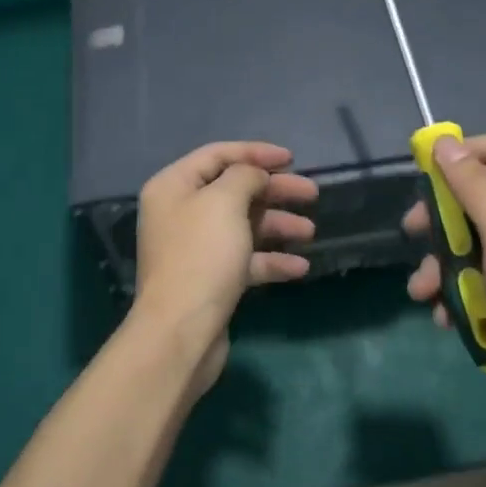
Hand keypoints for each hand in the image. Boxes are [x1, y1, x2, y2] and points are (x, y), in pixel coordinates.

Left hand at [130, 141, 317, 388]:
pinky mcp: (210, 279)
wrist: (181, 333)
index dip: (255, 153)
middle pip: (235, 190)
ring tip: (310, 231)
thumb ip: (245, 176)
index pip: (218, 155)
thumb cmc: (202, 256)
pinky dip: (271, 259)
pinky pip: (245, 259)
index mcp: (174, 186)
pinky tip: (300, 267)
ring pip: (243, 225)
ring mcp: (195, 248)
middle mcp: (181, 212)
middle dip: (274, 191)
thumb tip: (254, 176)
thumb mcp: (225, 201)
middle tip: (311, 193)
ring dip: (278, 225)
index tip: (291, 159)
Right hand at [403, 134, 485, 407]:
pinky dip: (464, 295)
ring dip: (446, 266)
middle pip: (484, 199)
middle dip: (444, 219)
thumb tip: (446, 143)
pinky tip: (447, 319)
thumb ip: (472, 183)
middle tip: (414, 232)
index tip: (428, 171)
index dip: (465, 152)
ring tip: (422, 292)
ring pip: (479, 246)